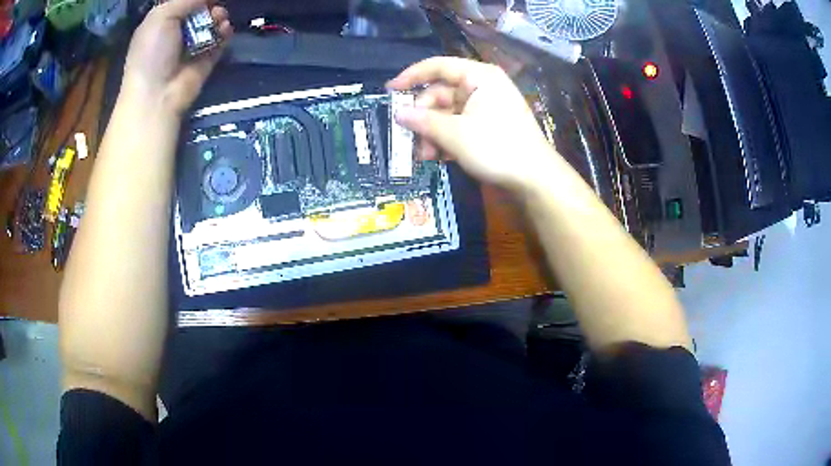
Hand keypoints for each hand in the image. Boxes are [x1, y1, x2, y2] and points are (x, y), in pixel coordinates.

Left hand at [122, 0, 232, 115]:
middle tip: (213, 8)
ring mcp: (192, 47)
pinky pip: (220, 40)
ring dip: (219, 17)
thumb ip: (186, 0)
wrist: (157, 94)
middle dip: (209, 5)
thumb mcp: (161, 16)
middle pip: (200, 11)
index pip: (183, 3)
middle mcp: (176, 32)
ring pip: (212, 23)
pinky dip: (225, 33)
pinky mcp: (206, 60)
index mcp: (161, 22)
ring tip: (219, 19)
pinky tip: (224, 30)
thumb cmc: (152, 53)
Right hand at [388, 57, 558, 191]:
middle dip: (423, 118)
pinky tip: (439, 157)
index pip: (438, 67)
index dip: (411, 76)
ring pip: (448, 113)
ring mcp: (486, 107)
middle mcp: (482, 87)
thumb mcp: (455, 134)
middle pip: (441, 94)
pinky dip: (446, 139)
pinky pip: (459, 126)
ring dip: (432, 133)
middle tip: (410, 140)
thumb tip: (398, 113)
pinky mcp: (488, 127)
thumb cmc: (497, 148)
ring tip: (425, 156)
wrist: (535, 178)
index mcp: (479, 77)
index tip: (390, 91)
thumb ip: (423, 121)